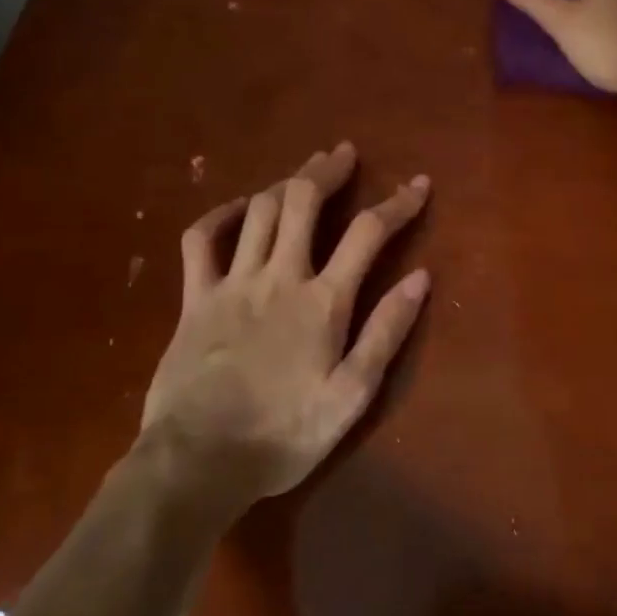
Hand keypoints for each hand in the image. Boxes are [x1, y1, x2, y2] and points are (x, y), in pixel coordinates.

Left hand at [137, 143, 430, 519]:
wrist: (197, 462)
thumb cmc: (283, 435)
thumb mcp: (351, 395)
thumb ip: (386, 332)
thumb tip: (420, 278)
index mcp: (323, 301)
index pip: (368, 233)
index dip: (398, 202)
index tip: (419, 183)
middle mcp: (279, 277)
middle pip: (304, 202)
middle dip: (328, 170)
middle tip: (344, 153)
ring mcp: (233, 283)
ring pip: (260, 211)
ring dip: (285, 181)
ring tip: (304, 170)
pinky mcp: (195, 298)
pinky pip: (202, 241)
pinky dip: (221, 215)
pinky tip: (239, 207)